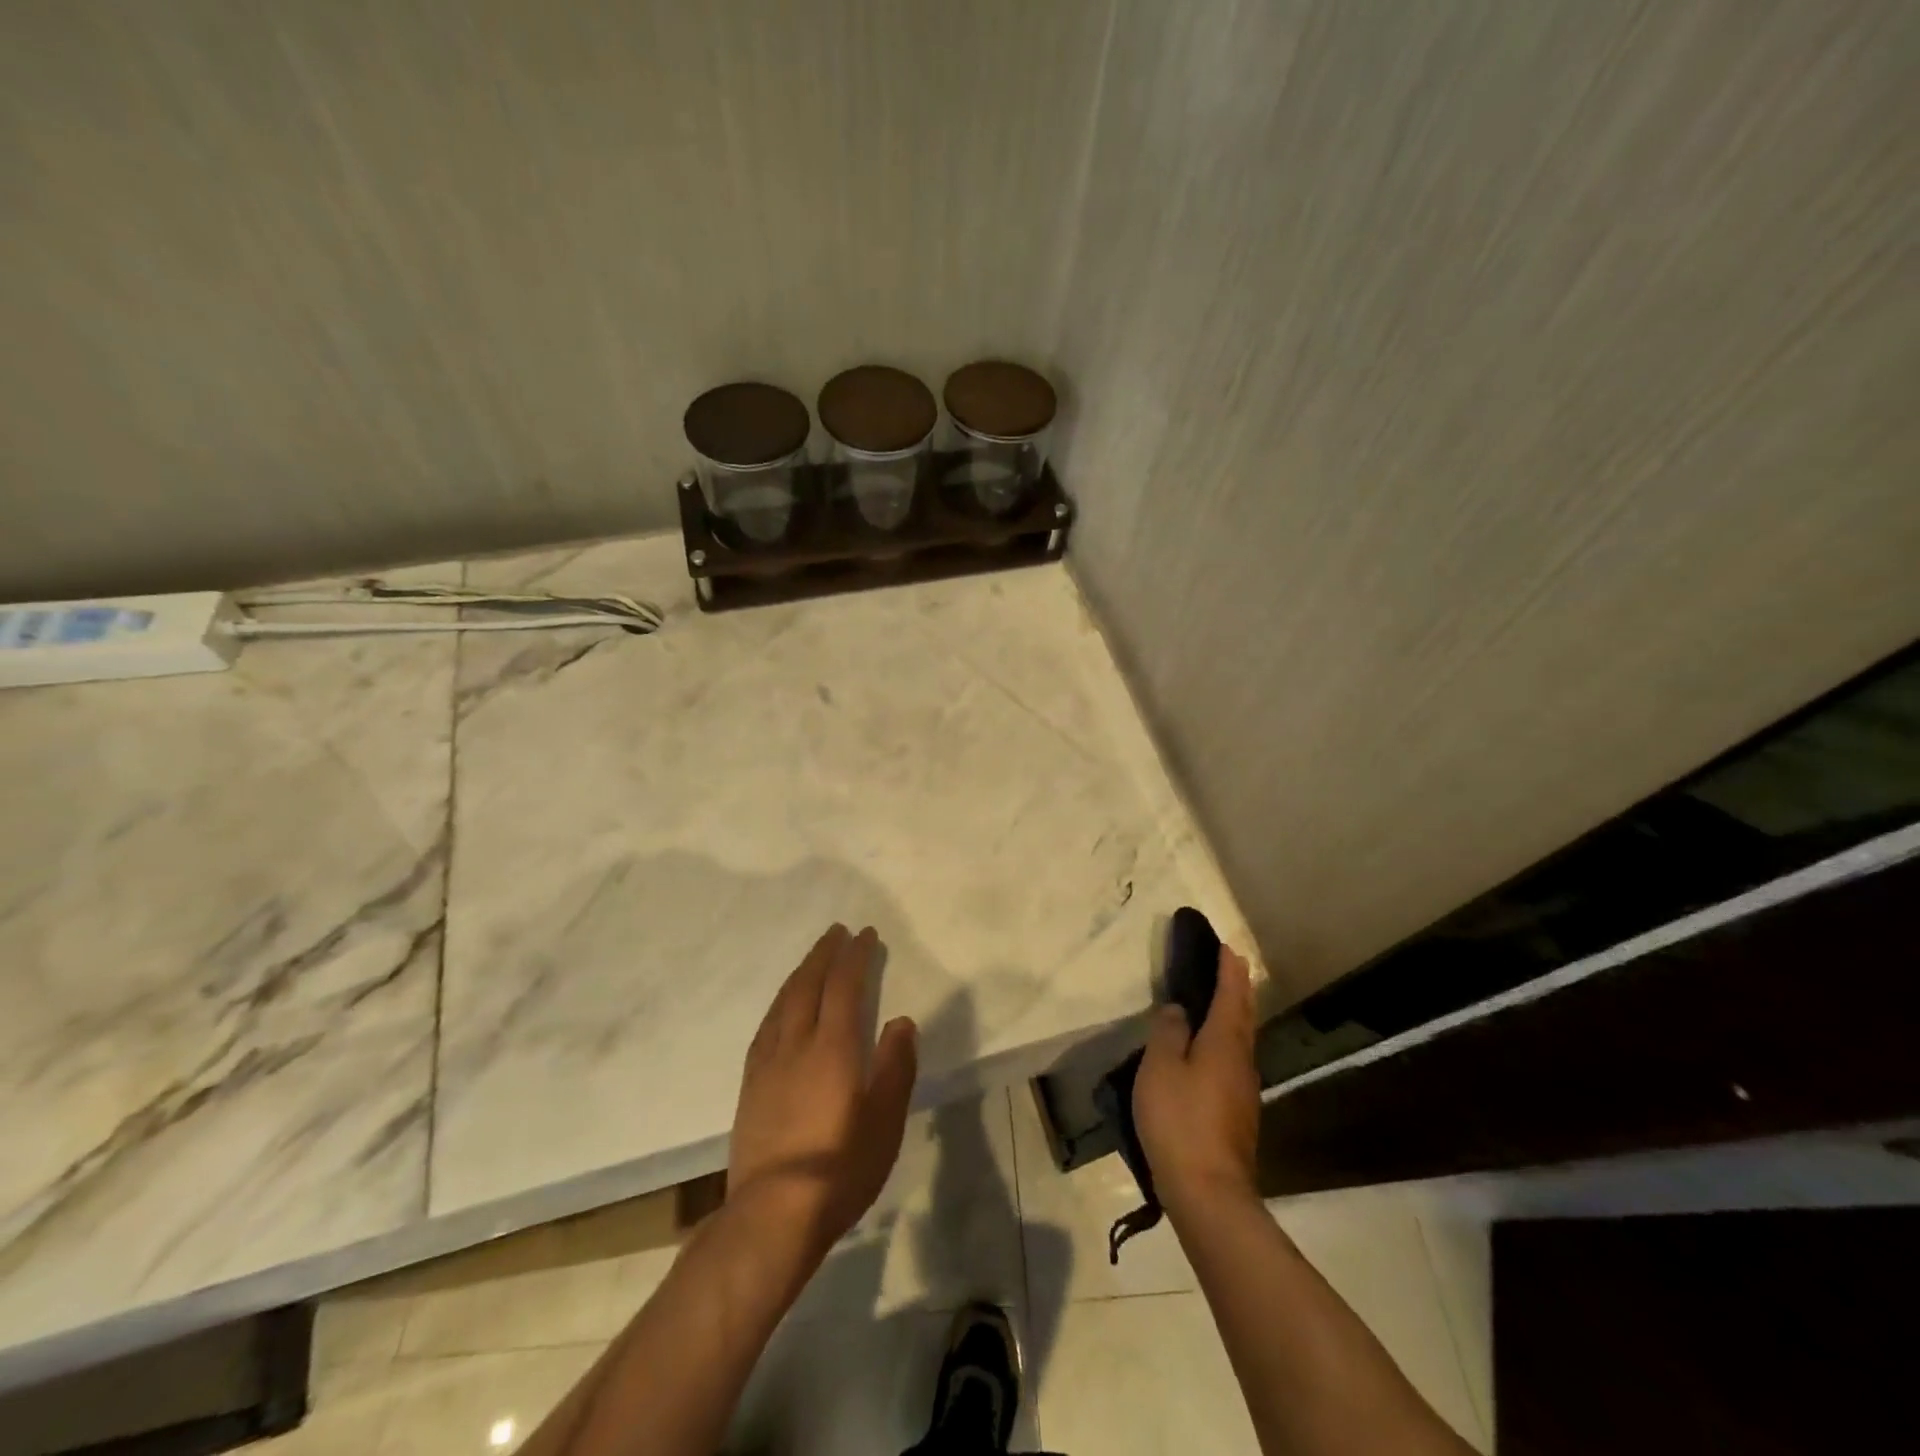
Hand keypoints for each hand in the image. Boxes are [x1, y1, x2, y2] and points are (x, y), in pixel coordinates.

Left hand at [727, 925, 918, 1263]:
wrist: (772, 1214)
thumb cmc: (840, 1168)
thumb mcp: (884, 1122)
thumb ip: (895, 1067)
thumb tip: (901, 1022)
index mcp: (833, 1047)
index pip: (844, 986)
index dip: (855, 956)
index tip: (865, 934)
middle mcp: (797, 1043)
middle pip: (808, 984)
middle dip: (824, 954)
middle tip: (837, 931)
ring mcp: (768, 1062)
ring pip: (783, 1001)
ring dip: (801, 972)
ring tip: (813, 958)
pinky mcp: (750, 1082)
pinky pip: (766, 1024)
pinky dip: (780, 1001)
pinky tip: (782, 1005)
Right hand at [1133, 945, 1260, 1218]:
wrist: (1208, 1192)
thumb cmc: (1180, 1120)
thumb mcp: (1160, 1068)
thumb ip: (1167, 1032)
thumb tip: (1178, 1010)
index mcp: (1224, 1043)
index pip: (1230, 996)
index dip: (1228, 971)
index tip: (1227, 948)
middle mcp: (1241, 1062)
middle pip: (1243, 1017)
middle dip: (1238, 989)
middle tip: (1231, 966)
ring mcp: (1243, 1092)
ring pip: (1241, 1041)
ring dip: (1234, 1016)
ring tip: (1220, 1002)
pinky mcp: (1238, 1116)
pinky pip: (1233, 1063)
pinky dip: (1226, 1043)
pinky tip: (1210, 1053)